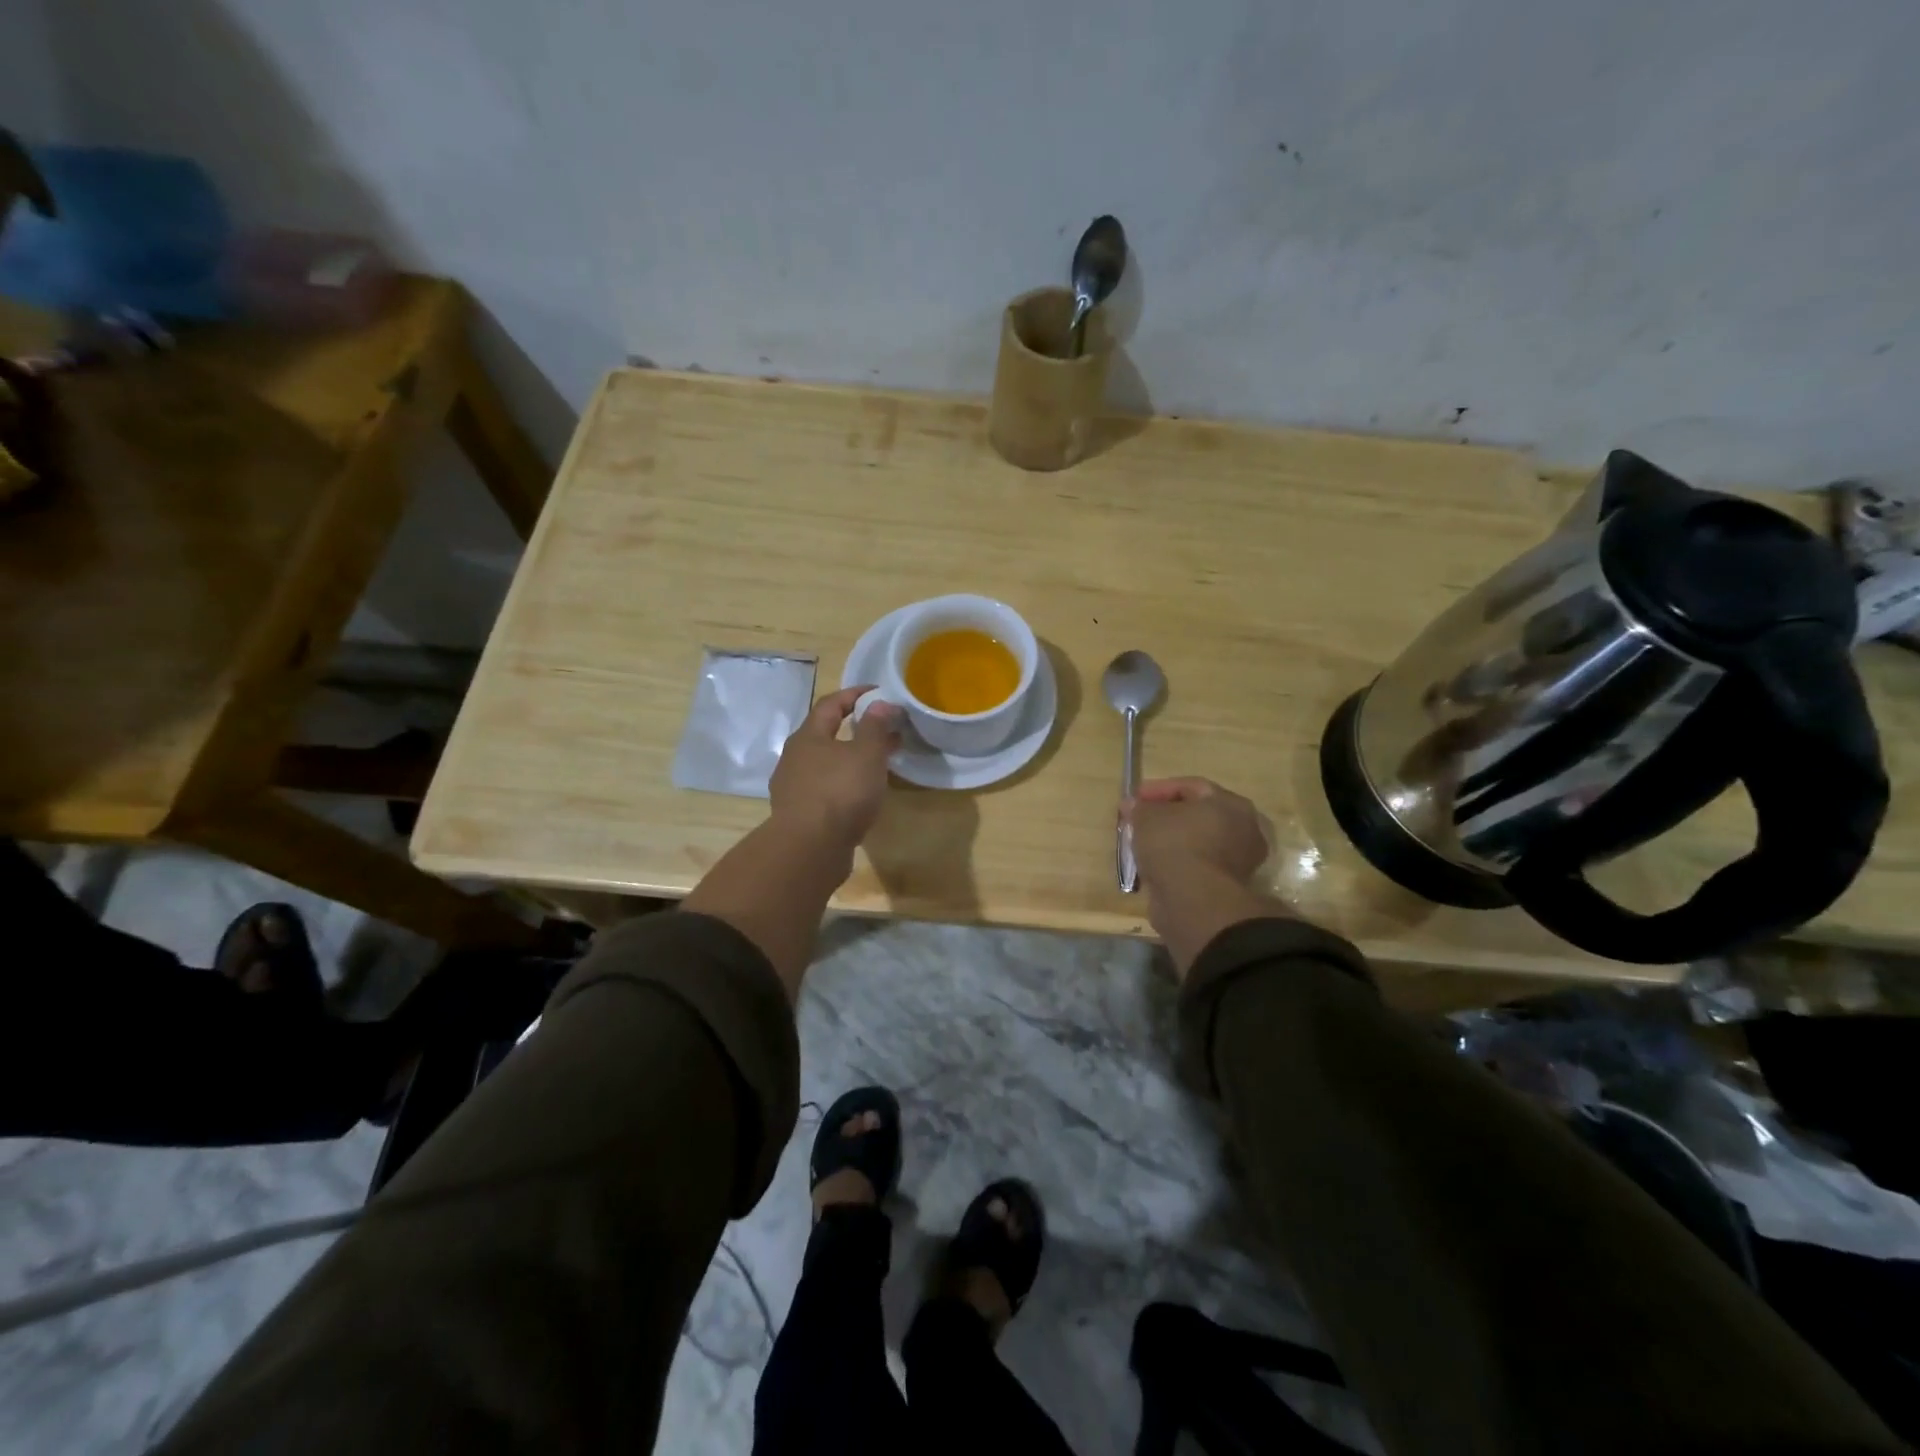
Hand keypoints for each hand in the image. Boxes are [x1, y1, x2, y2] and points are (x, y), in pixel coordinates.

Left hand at [769, 686, 900, 850]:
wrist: (810, 849)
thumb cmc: (840, 792)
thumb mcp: (866, 754)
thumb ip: (874, 727)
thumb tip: (879, 703)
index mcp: (808, 737)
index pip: (830, 704)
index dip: (854, 694)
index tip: (878, 693)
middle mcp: (794, 758)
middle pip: (825, 734)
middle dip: (856, 729)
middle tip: (885, 730)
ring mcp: (793, 788)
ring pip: (825, 764)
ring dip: (850, 759)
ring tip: (877, 765)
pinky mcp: (798, 815)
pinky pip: (824, 789)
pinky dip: (844, 784)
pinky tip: (860, 796)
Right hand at [1124, 777, 1269, 889]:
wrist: (1193, 901)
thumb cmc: (1174, 845)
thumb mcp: (1147, 816)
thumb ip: (1140, 807)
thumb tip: (1133, 805)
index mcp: (1232, 804)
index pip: (1192, 787)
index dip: (1159, 789)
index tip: (1134, 798)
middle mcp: (1243, 830)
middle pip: (1197, 815)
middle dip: (1166, 816)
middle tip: (1139, 820)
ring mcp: (1238, 862)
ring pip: (1197, 843)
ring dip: (1170, 842)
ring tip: (1142, 844)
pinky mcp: (1225, 887)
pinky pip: (1196, 866)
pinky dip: (1176, 863)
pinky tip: (1153, 867)